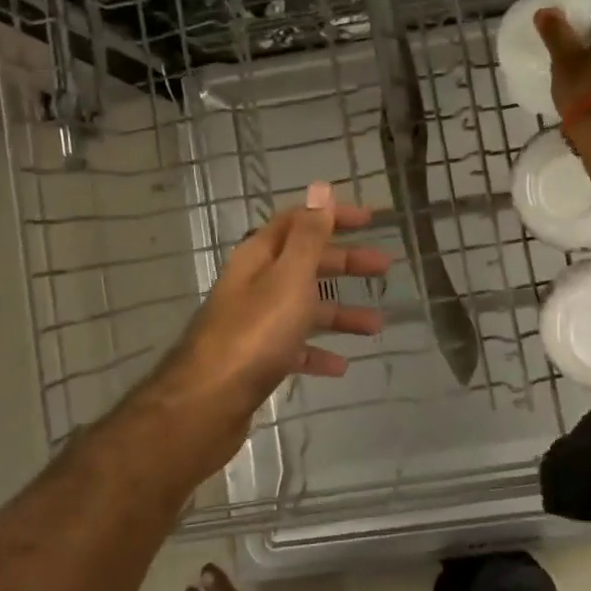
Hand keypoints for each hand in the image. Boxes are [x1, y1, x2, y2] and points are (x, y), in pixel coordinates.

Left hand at [164, 181, 387, 440]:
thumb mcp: (288, 277)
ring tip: (377, 325)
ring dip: (340, 312)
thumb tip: (320, 187)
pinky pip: (294, 348)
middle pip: (305, 263)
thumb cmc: (254, 333)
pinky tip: (340, 366)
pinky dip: (317, 352)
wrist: (206, 404)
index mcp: (260, 257)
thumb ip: (308, 235)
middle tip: (384, 267)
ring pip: (304, 308)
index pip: (299, 222)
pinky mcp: (256, 359)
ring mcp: (254, 323)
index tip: (370, 219)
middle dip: (345, 263)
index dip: (332, 216)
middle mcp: (255, 284)